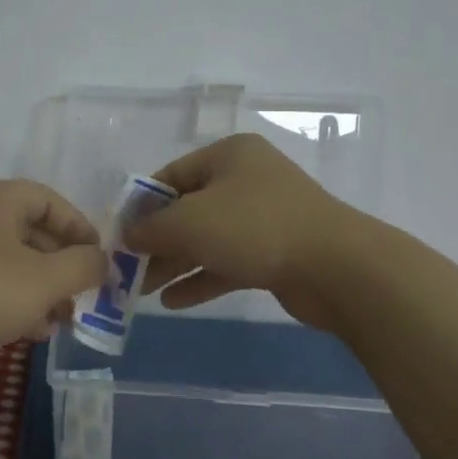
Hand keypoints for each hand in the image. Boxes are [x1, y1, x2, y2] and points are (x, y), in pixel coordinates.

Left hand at [0, 180, 108, 360]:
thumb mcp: (45, 280)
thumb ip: (83, 266)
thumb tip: (102, 260)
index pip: (51, 201)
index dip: (80, 230)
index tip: (98, 260)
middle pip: (30, 232)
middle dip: (61, 267)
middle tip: (80, 297)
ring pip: (9, 259)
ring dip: (39, 287)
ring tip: (58, 321)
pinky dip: (11, 296)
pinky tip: (28, 329)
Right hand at [126, 133, 358, 327]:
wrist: (337, 267)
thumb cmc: (254, 227)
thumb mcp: (190, 222)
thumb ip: (152, 228)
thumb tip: (127, 236)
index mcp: (229, 155)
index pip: (171, 175)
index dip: (142, 204)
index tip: (119, 233)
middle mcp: (246, 180)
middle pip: (188, 209)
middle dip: (157, 240)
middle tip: (128, 268)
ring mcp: (264, 218)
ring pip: (208, 239)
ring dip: (175, 264)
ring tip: (141, 290)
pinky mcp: (276, 253)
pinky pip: (228, 262)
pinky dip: (202, 279)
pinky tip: (173, 303)